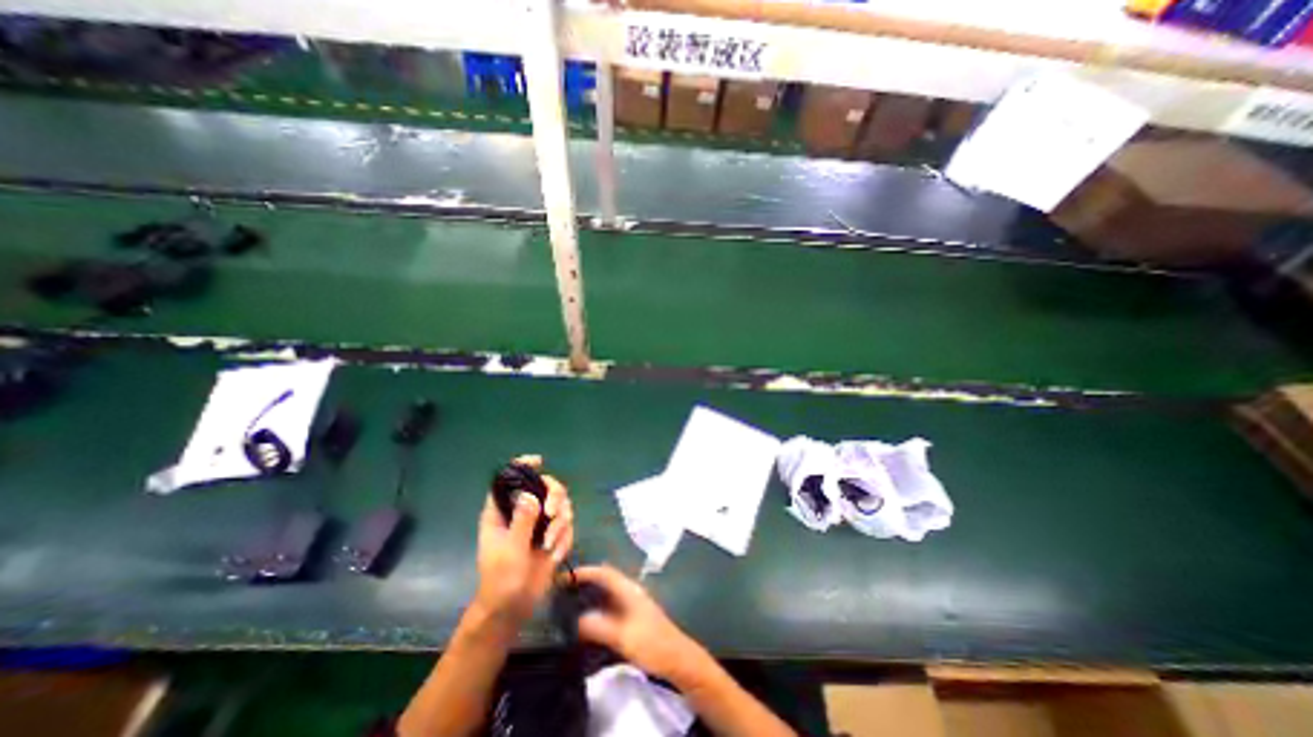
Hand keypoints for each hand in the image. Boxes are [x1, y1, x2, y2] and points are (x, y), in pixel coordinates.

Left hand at [474, 455, 572, 621]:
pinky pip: (567, 525)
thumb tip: (530, 494)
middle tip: (553, 515)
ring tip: (550, 546)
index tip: (539, 461)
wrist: (513, 608)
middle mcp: (523, 511)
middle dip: (555, 498)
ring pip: (561, 504)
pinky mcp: (552, 535)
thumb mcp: (510, 551)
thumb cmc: (501, 580)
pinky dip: (564, 538)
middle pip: (545, 486)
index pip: (510, 480)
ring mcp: (539, 523)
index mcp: (502, 512)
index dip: (522, 466)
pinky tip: (555, 556)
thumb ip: (522, 522)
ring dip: (560, 524)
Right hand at [575, 568, 713, 682]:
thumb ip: (600, 627)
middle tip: (565, 590)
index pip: (606, 573)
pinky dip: (599, 608)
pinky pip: (611, 606)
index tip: (567, 576)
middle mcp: (631, 592)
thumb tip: (577, 619)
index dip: (587, 571)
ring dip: (592, 595)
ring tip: (571, 604)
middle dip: (587, 581)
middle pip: (606, 580)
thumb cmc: (652, 644)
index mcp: (629, 590)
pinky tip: (589, 622)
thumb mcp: (624, 637)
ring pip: (608, 593)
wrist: (678, 659)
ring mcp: (634, 604)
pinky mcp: (634, 618)